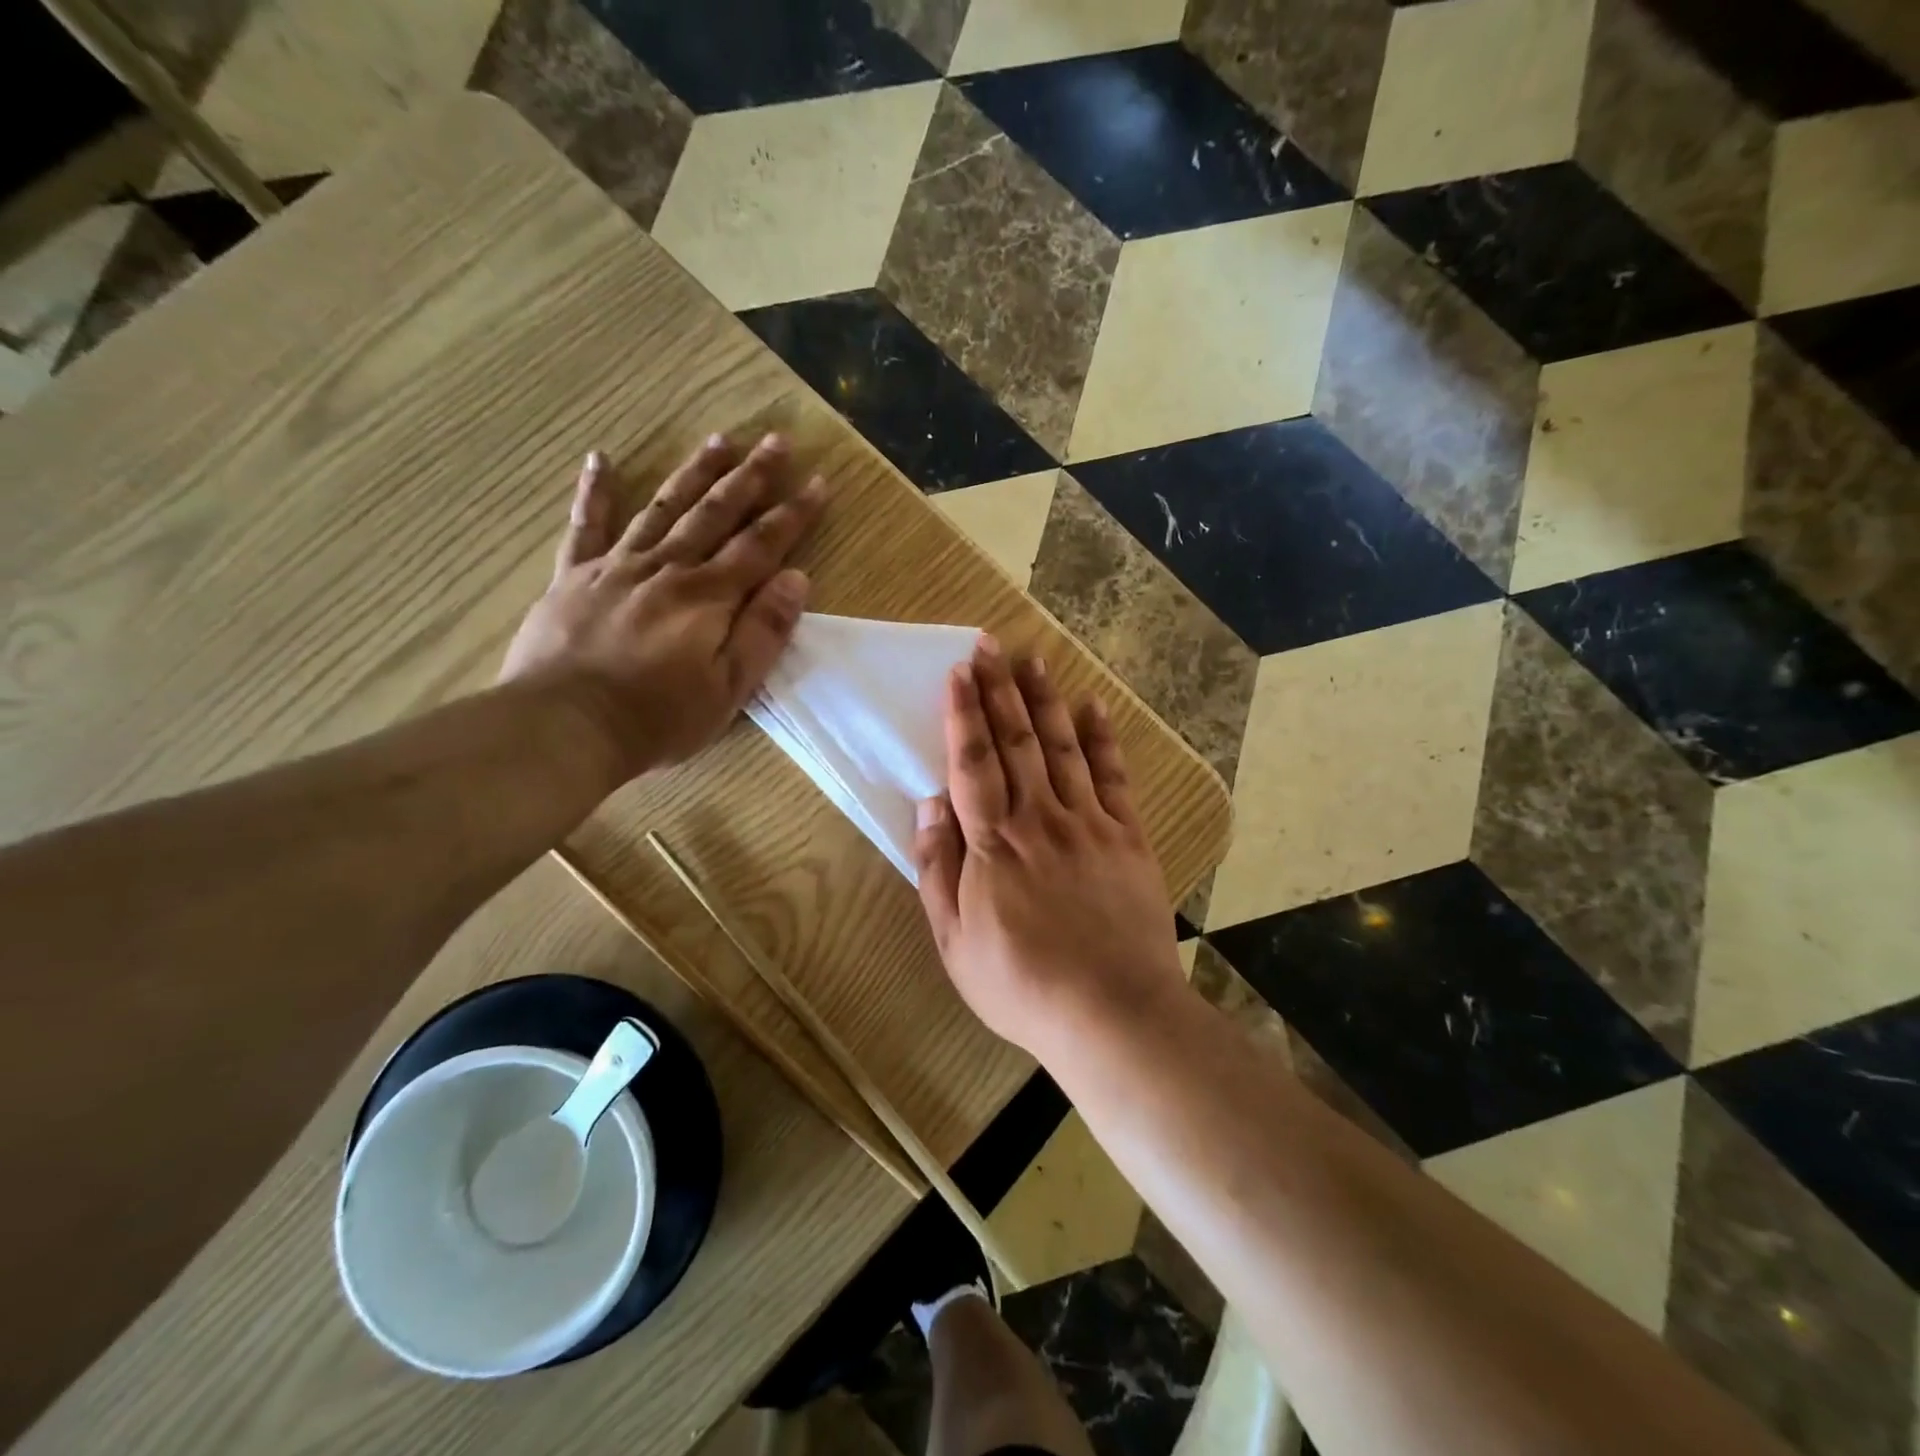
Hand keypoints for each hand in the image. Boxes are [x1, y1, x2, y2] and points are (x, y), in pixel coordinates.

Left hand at [500, 434, 824, 776]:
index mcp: (709, 597)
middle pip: (716, 514)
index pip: (761, 545)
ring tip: (718, 439)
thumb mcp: (729, 688)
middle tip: (775, 440)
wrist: (566, 726)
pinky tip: (600, 459)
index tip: (817, 482)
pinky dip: (594, 492)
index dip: (792, 514)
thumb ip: (763, 631)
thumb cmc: (658, 717)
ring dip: (694, 473)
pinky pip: (585, 527)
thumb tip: (796, 579)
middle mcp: (667, 568)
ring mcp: (616, 567)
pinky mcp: (573, 578)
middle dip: (750, 477)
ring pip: (663, 509)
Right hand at [912, 639, 1185, 1056]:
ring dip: (1045, 701)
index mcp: (993, 843)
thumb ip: (938, 869)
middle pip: (1016, 742)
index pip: (972, 762)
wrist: (1110, 1012)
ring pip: (1063, 747)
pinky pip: (1113, 776)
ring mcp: (1088, 823)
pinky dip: (1102, 738)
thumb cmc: (1020, 983)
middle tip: (990, 645)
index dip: (963, 714)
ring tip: (1034, 661)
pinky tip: (1093, 707)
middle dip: (1000, 690)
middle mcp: (1039, 818)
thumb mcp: (955, 940)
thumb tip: (929, 805)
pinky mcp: (1127, 836)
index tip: (959, 672)